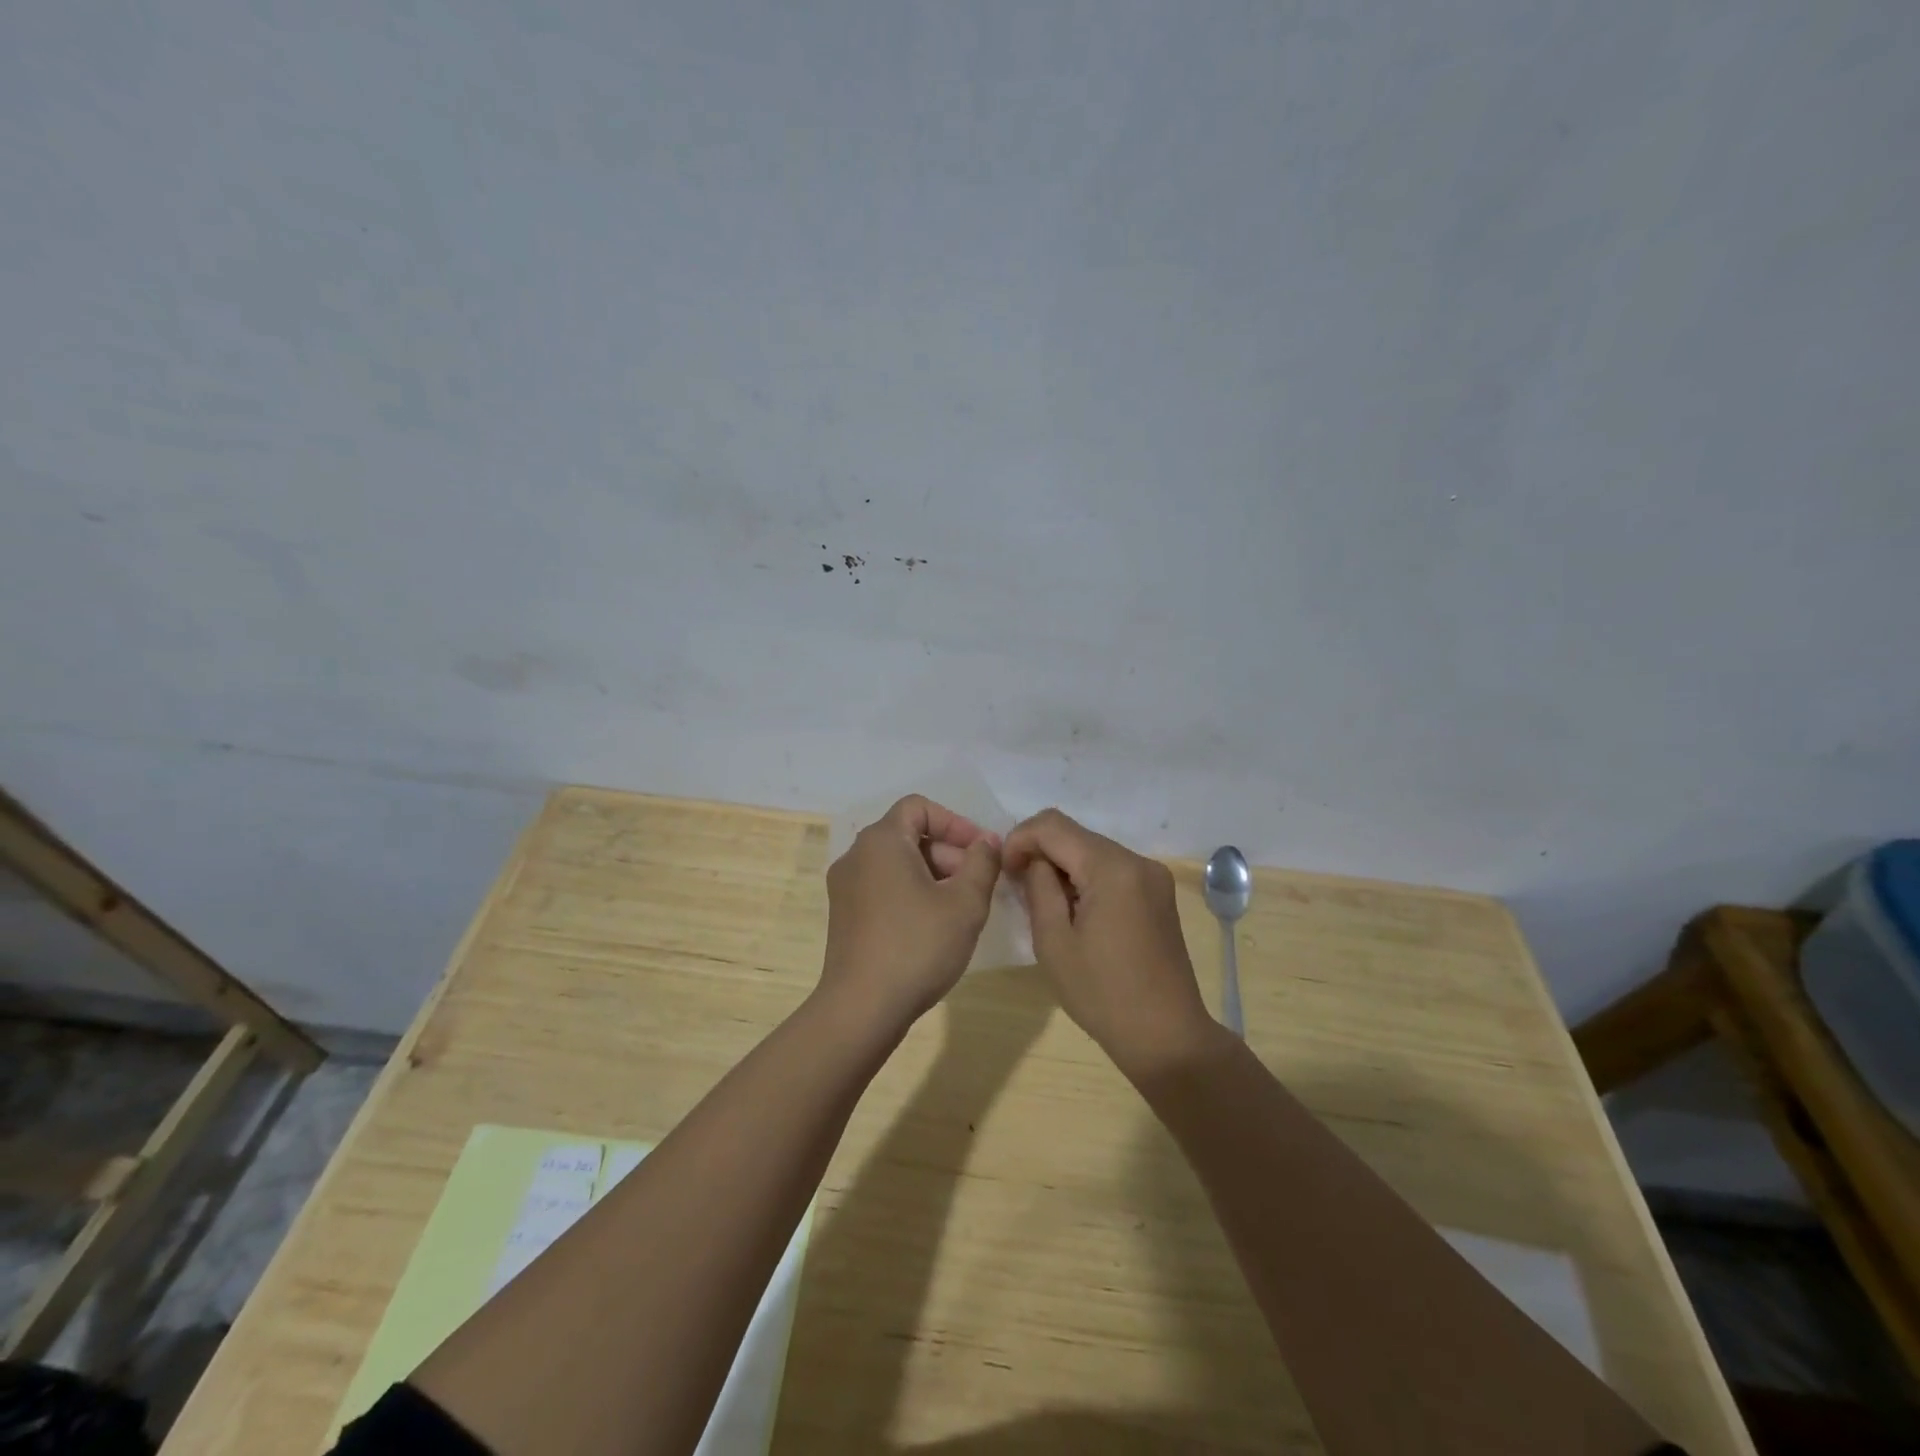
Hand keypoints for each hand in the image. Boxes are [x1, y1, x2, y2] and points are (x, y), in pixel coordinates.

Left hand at [820, 795, 1001, 1036]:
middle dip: (948, 852)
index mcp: (881, 841)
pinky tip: (934, 926)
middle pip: (908, 835)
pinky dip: (911, 893)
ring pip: (897, 863)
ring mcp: (845, 887)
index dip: (955, 822)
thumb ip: (982, 863)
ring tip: (960, 907)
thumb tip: (987, 842)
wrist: (862, 1008)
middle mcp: (856, 855)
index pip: (919, 807)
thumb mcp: (965, 903)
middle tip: (978, 883)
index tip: (981, 851)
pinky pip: (883, 887)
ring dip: (933, 874)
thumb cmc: (917, 946)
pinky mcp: (844, 916)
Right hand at [1003, 809, 1218, 1079]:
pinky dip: (1085, 878)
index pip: (1052, 825)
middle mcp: (1137, 860)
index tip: (1006, 873)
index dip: (1020, 839)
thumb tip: (1033, 861)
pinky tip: (1076, 911)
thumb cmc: (1102, 994)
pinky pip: (1111, 868)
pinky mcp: (1158, 892)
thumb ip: (1038, 887)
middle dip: (1040, 852)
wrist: (1166, 1036)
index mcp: (1111, 868)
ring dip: (1062, 866)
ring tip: (1045, 903)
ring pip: (1092, 850)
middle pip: (1074, 834)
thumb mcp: (1053, 941)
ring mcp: (1153, 875)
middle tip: (1018, 888)